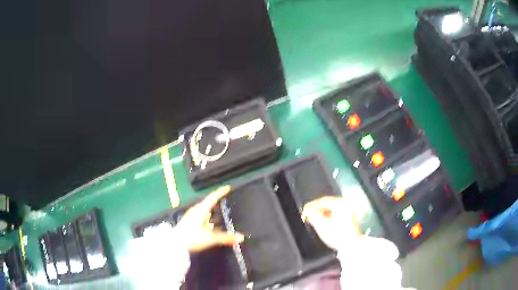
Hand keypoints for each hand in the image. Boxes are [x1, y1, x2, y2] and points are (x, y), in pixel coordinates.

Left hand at [176, 185, 243, 252]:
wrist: (175, 244)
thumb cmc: (192, 237)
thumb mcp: (210, 238)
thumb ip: (226, 238)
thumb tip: (241, 237)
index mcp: (201, 210)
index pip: (212, 197)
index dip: (221, 192)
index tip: (228, 187)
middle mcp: (196, 210)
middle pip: (208, 203)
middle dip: (217, 203)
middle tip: (227, 202)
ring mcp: (191, 216)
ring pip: (204, 211)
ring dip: (212, 212)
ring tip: (221, 215)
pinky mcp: (189, 222)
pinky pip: (201, 217)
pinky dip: (208, 219)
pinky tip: (212, 226)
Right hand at [302, 196, 360, 249]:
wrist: (352, 245)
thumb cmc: (337, 235)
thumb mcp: (322, 226)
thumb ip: (313, 216)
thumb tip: (308, 212)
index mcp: (341, 204)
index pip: (324, 201)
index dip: (312, 205)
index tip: (304, 210)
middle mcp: (347, 205)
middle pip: (329, 204)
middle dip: (317, 209)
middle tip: (308, 214)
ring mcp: (350, 211)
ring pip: (333, 209)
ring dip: (322, 213)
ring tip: (314, 218)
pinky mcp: (350, 219)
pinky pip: (337, 213)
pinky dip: (328, 216)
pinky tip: (323, 222)